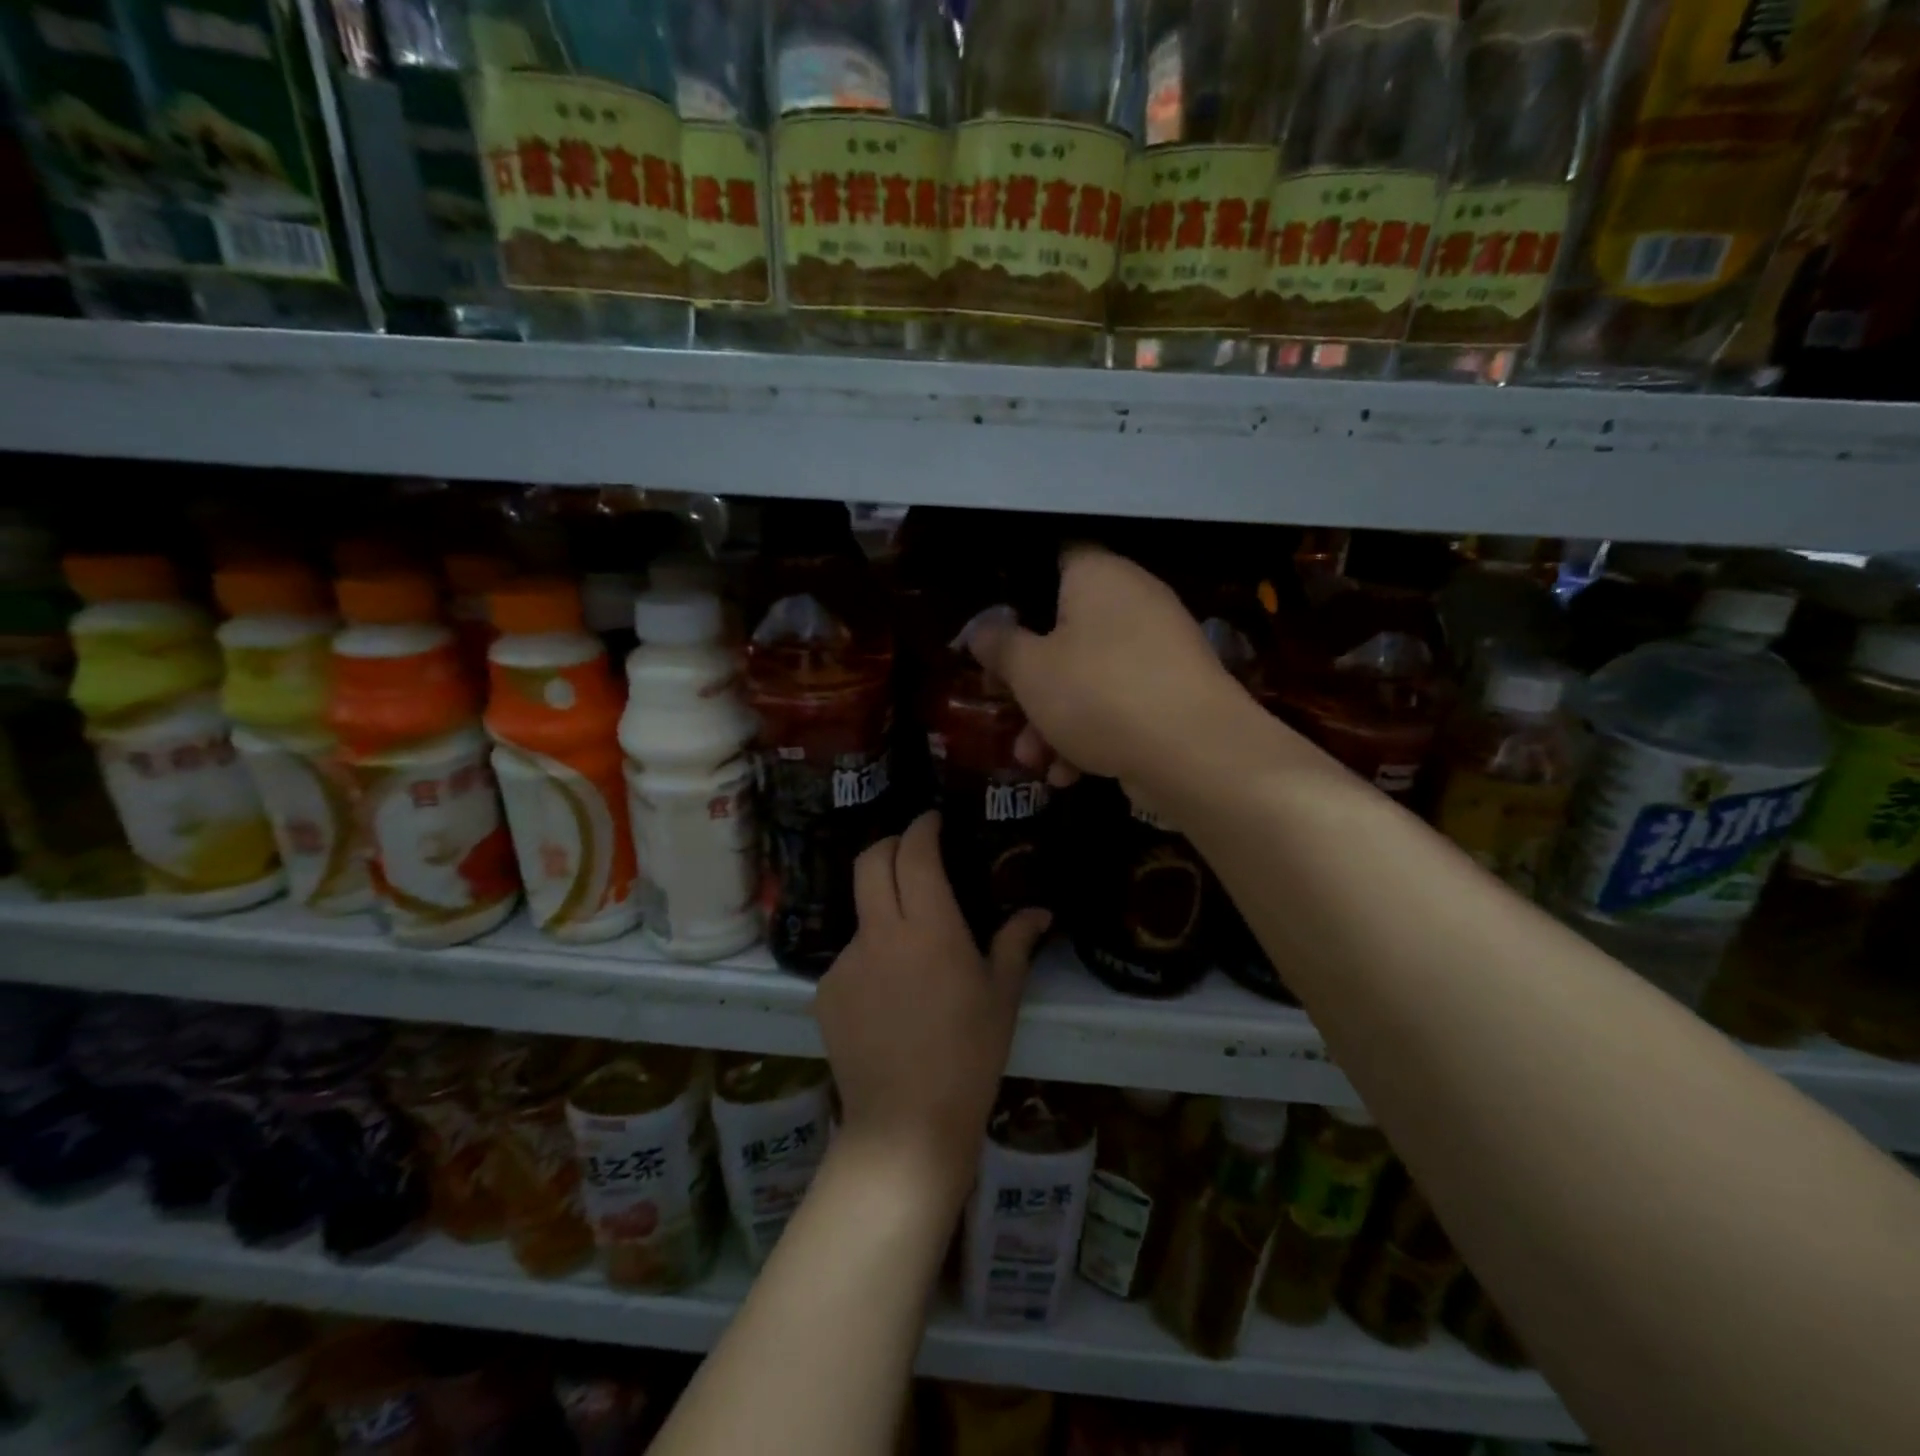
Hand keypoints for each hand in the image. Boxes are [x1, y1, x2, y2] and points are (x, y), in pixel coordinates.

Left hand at [815, 812, 1049, 1210]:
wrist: (905, 1124)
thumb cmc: (968, 1057)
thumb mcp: (1001, 997)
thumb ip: (1016, 942)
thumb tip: (1039, 911)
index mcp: (928, 928)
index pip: (915, 853)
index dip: (922, 828)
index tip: (932, 821)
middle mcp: (880, 933)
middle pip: (870, 861)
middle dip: (890, 843)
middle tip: (912, 852)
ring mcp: (845, 962)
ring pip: (862, 912)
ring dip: (884, 910)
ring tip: (910, 952)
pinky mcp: (825, 991)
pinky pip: (850, 957)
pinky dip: (871, 958)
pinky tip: (889, 998)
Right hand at [968, 544, 1252, 786]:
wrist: (1193, 754)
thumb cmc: (1097, 694)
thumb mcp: (1030, 671)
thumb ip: (1000, 647)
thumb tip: (981, 630)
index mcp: (1099, 576)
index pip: (1057, 557)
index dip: (1021, 586)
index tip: (997, 624)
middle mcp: (1134, 603)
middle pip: (1067, 631)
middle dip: (1031, 680)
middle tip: (1006, 707)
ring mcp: (1159, 652)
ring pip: (1090, 677)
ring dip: (1054, 720)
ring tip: (1033, 762)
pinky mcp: (1173, 696)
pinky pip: (1119, 705)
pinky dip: (1092, 735)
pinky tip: (1070, 775)